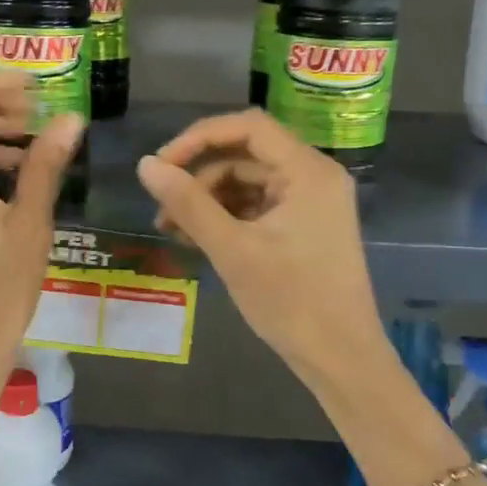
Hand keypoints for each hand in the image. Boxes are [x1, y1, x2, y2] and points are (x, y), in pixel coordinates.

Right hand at [135, 110, 384, 390]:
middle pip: (246, 154)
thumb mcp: (232, 250)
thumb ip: (188, 204)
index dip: (198, 138)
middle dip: (200, 177)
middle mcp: (314, 176)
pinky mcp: (305, 226)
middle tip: (162, 207)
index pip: (248, 127)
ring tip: (173, 231)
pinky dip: (227, 217)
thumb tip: (145, 165)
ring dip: (209, 199)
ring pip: (248, 182)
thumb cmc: (291, 301)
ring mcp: (312, 202)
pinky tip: (198, 239)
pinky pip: (259, 205)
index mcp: (308, 170)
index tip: (161, 165)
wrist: (341, 358)